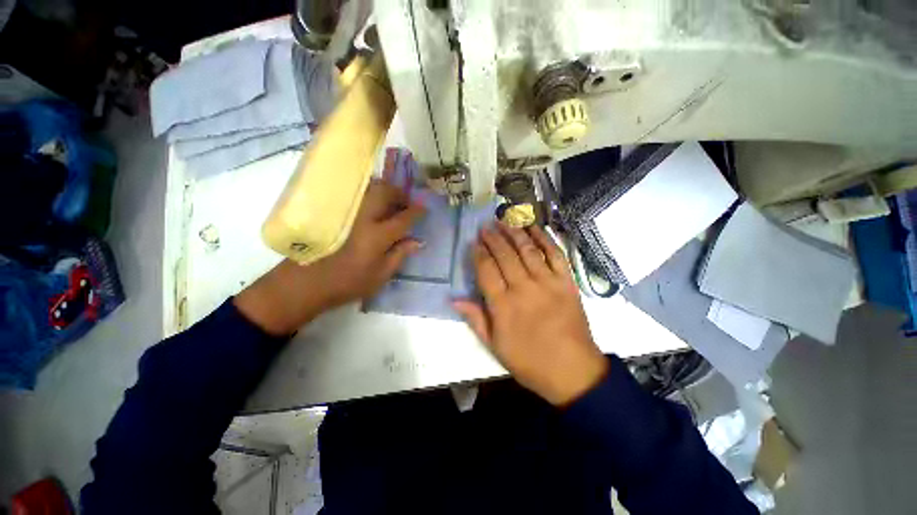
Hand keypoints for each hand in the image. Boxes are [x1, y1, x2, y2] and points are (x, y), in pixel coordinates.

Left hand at [235, 180, 425, 335]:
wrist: (305, 284)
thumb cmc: (347, 284)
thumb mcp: (380, 275)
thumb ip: (400, 255)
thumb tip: (418, 241)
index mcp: (377, 236)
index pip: (403, 218)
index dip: (416, 212)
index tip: (424, 209)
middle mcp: (362, 217)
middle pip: (384, 192)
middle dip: (399, 194)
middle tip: (405, 204)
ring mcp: (345, 211)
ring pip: (368, 188)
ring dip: (384, 191)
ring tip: (389, 203)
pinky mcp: (332, 210)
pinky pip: (355, 194)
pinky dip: (368, 194)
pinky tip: (370, 206)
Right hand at [453, 224, 608, 405]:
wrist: (573, 371)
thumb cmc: (529, 361)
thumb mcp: (495, 347)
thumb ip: (476, 320)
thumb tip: (454, 300)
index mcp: (503, 306)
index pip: (486, 270)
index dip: (479, 253)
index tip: (474, 242)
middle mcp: (523, 288)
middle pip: (505, 256)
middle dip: (493, 238)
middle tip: (486, 226)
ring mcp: (547, 283)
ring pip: (527, 250)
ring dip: (515, 232)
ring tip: (505, 220)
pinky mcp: (567, 282)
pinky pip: (555, 255)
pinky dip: (545, 239)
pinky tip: (535, 228)